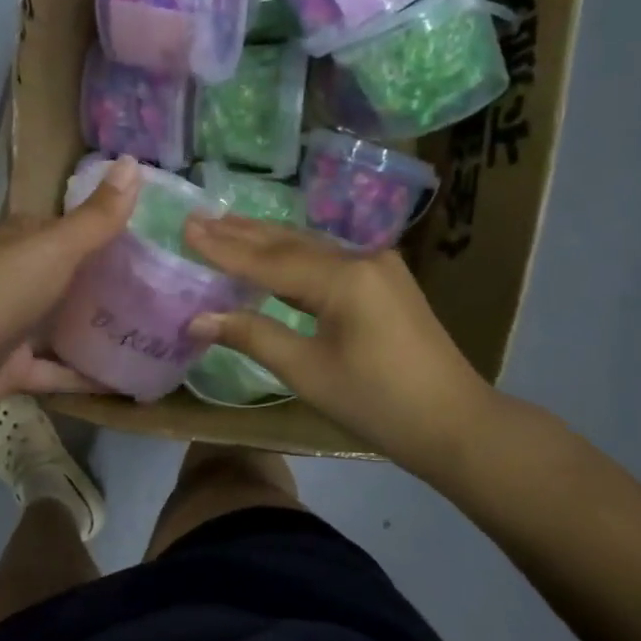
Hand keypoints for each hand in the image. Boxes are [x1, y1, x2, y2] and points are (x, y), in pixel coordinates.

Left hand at [0, 156, 139, 431]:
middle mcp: (13, 280)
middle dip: (109, 283)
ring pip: (62, 324)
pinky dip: (84, 376)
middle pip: (68, 277)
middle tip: (164, 290)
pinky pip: (56, 370)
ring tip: (154, 333)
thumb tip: (132, 162)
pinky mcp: (11, 369)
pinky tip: (126, 381)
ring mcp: (10, 326)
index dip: (104, 229)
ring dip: (98, 329)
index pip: (65, 228)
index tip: (152, 239)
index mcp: (18, 243)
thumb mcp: (53, 249)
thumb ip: (96, 217)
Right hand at [182, 216, 499, 481]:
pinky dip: (294, 256)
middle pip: (289, 243)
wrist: (455, 423)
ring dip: (267, 239)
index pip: (268, 260)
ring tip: (226, 225)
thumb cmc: (377, 403)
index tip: (185, 227)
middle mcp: (361, 258)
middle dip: (242, 233)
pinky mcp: (386, 280)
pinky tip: (274, 252)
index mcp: (343, 279)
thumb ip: (253, 336)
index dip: (223, 248)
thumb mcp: (308, 372)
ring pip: (310, 247)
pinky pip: (328, 258)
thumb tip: (198, 318)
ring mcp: (378, 266)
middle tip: (199, 218)